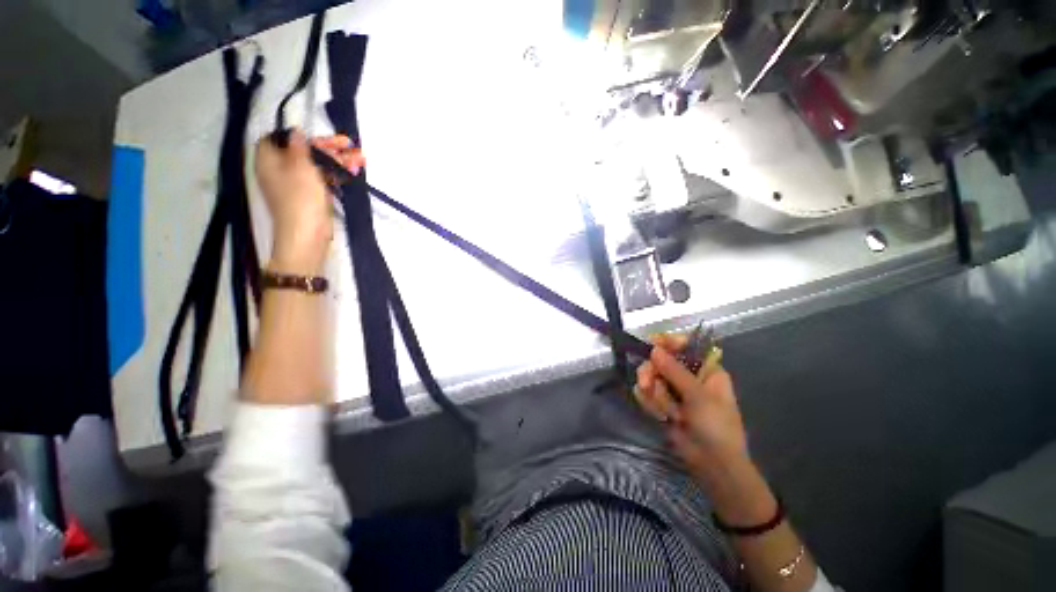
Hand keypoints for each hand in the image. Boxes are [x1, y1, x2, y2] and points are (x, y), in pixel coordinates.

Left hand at [254, 130, 362, 274]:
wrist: (307, 235)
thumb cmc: (300, 198)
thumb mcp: (300, 167)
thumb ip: (298, 147)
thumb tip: (295, 131)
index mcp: (269, 161)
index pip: (276, 138)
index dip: (295, 135)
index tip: (315, 136)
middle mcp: (279, 170)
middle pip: (301, 152)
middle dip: (325, 148)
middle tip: (347, 144)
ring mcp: (295, 185)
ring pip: (316, 166)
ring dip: (336, 161)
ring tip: (359, 158)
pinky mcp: (310, 197)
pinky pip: (321, 179)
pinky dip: (335, 175)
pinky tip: (352, 172)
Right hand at [635, 334, 748, 480]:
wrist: (712, 465)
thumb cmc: (716, 427)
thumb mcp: (699, 397)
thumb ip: (675, 371)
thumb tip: (655, 349)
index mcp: (706, 370)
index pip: (686, 346)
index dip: (669, 342)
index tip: (653, 343)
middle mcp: (688, 376)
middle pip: (661, 360)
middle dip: (652, 372)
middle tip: (646, 383)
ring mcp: (674, 390)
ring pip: (651, 376)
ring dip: (652, 393)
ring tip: (662, 410)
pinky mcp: (663, 403)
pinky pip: (647, 393)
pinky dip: (649, 403)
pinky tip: (659, 416)